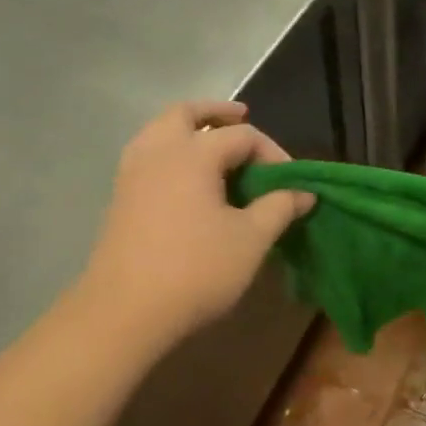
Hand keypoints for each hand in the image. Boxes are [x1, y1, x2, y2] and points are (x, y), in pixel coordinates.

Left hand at [75, 101, 313, 354]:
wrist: (126, 312)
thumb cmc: (197, 269)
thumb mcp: (252, 239)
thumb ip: (280, 208)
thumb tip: (303, 193)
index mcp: (192, 154)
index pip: (241, 137)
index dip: (273, 154)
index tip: (291, 184)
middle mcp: (157, 153)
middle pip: (186, 114)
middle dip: (217, 113)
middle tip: (242, 116)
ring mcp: (132, 175)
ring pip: (160, 131)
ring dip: (190, 129)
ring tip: (215, 144)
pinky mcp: (122, 199)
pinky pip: (149, 156)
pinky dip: (173, 152)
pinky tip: (192, 180)